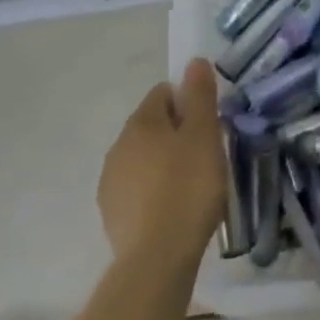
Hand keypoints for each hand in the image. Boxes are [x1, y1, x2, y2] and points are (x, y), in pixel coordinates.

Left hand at [98, 59, 226, 270]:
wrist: (157, 257)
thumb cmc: (188, 187)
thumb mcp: (205, 135)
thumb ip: (200, 96)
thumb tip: (193, 62)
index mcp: (141, 123)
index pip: (163, 93)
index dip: (189, 102)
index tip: (209, 124)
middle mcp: (118, 146)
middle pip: (152, 125)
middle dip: (177, 133)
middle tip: (206, 154)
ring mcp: (110, 182)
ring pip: (143, 158)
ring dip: (164, 162)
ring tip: (193, 185)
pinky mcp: (112, 213)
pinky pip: (137, 188)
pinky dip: (154, 190)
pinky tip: (174, 209)